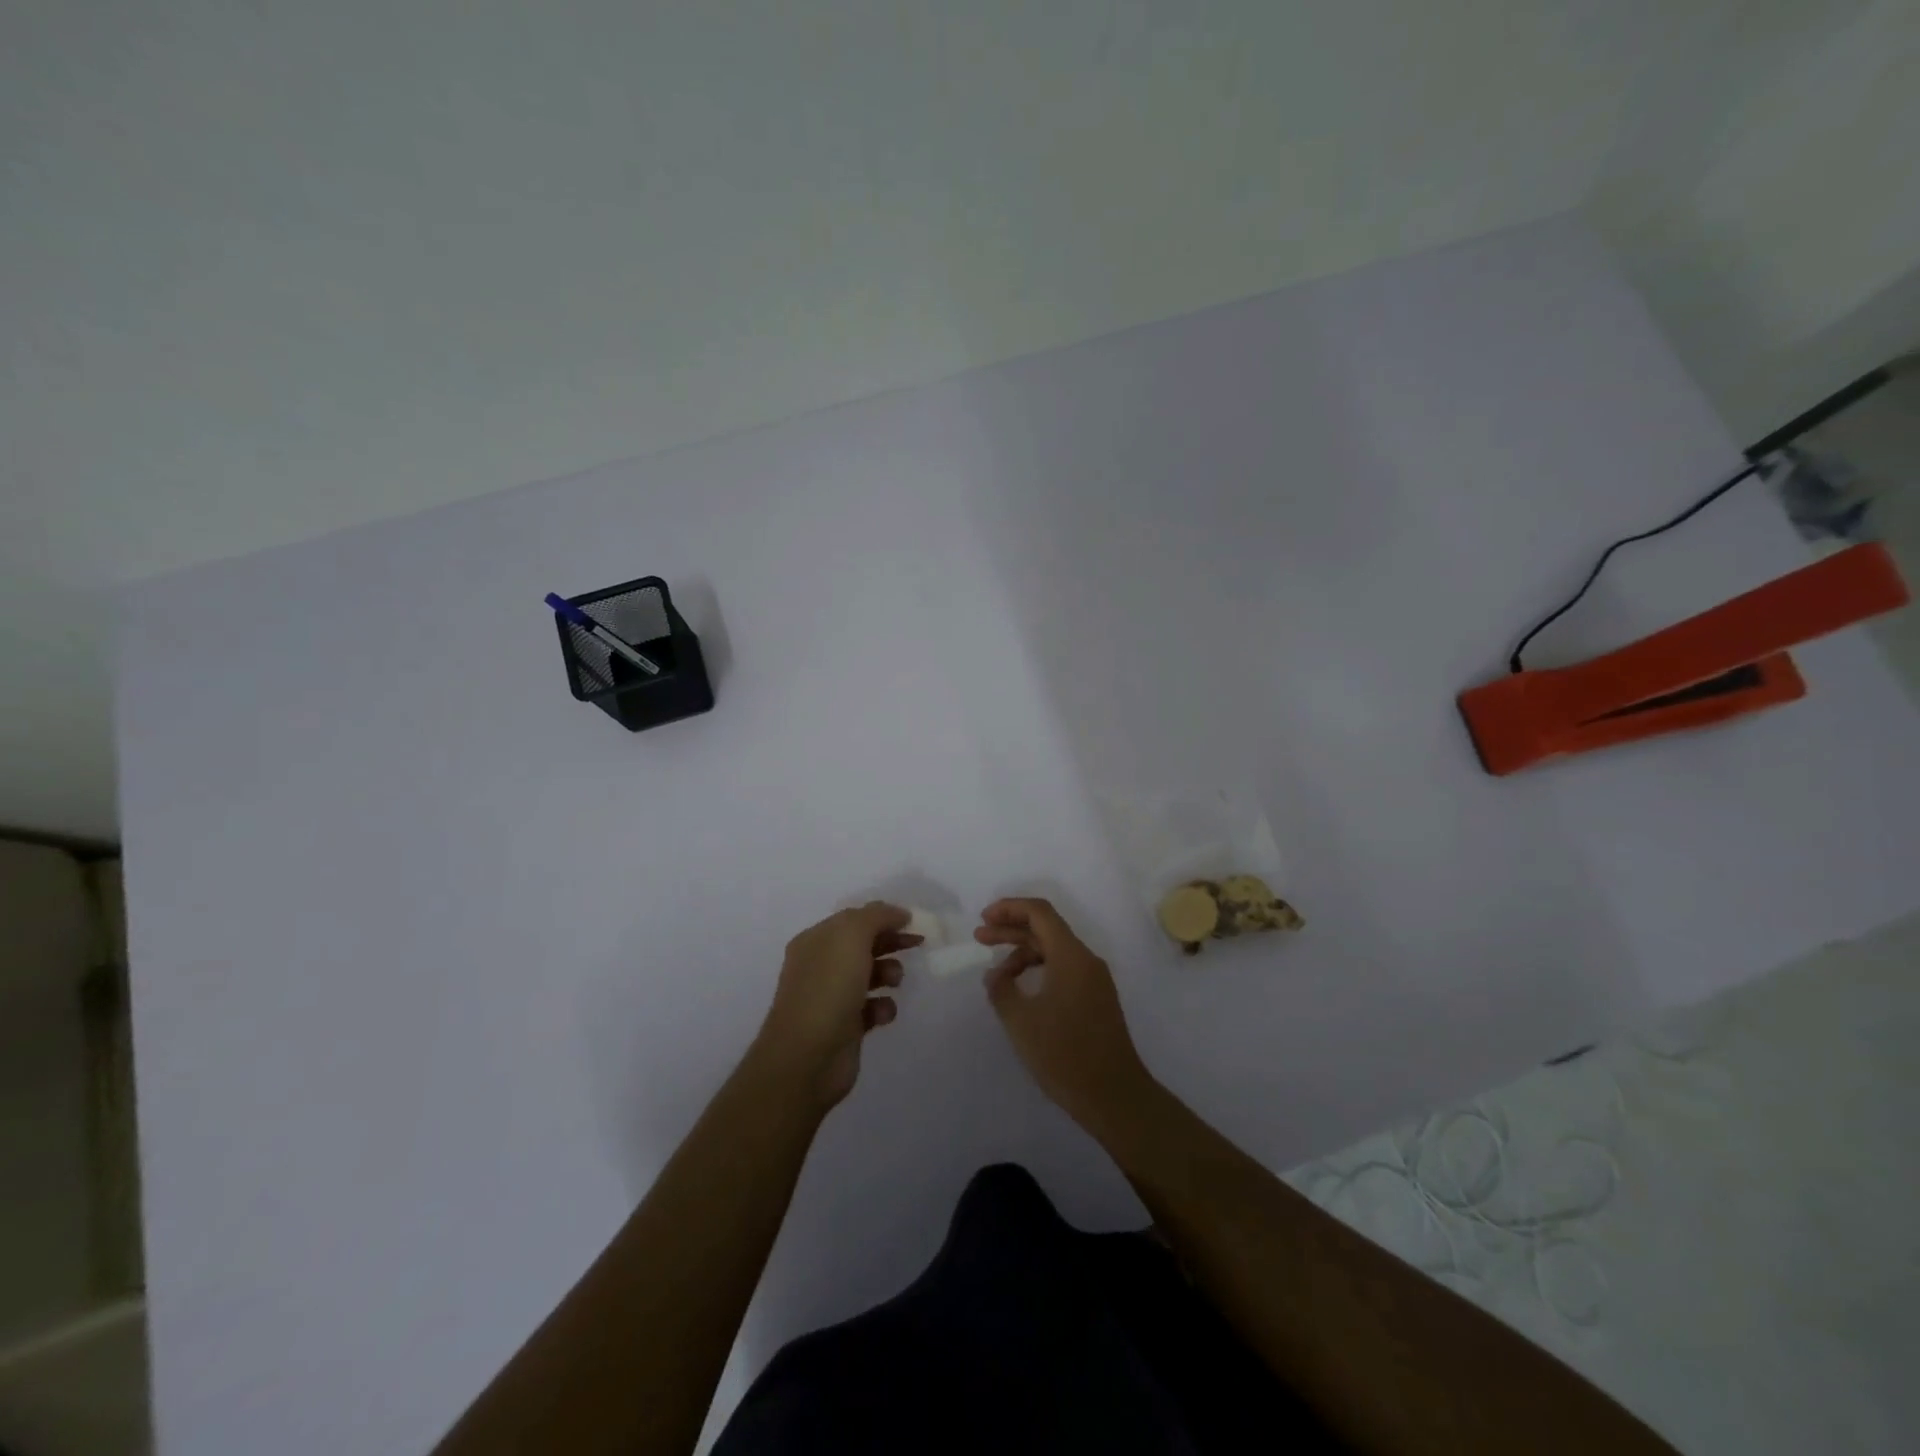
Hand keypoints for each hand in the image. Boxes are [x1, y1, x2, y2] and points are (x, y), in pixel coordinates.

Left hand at [756, 903, 917, 1108]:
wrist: (807, 1058)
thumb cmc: (828, 988)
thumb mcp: (851, 936)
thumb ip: (876, 917)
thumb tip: (897, 914)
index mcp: (816, 940)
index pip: (854, 919)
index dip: (883, 917)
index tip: (913, 922)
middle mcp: (821, 966)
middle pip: (863, 945)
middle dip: (890, 942)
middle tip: (917, 944)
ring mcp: (831, 997)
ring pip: (870, 975)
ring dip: (889, 973)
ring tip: (894, 982)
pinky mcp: (845, 1027)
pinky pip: (872, 1008)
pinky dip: (882, 1007)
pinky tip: (882, 1014)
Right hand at [975, 898, 1152, 1131]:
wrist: (1114, 1096)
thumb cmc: (1064, 1054)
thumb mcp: (1021, 1021)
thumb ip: (1001, 989)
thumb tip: (995, 975)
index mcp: (1071, 956)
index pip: (1040, 912)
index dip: (1010, 908)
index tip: (984, 918)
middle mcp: (1086, 960)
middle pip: (1046, 929)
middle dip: (1011, 929)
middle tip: (980, 937)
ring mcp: (1094, 980)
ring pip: (1054, 951)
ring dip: (1023, 953)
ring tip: (996, 975)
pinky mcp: (1096, 1000)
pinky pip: (1064, 970)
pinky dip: (1039, 970)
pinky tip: (1020, 990)